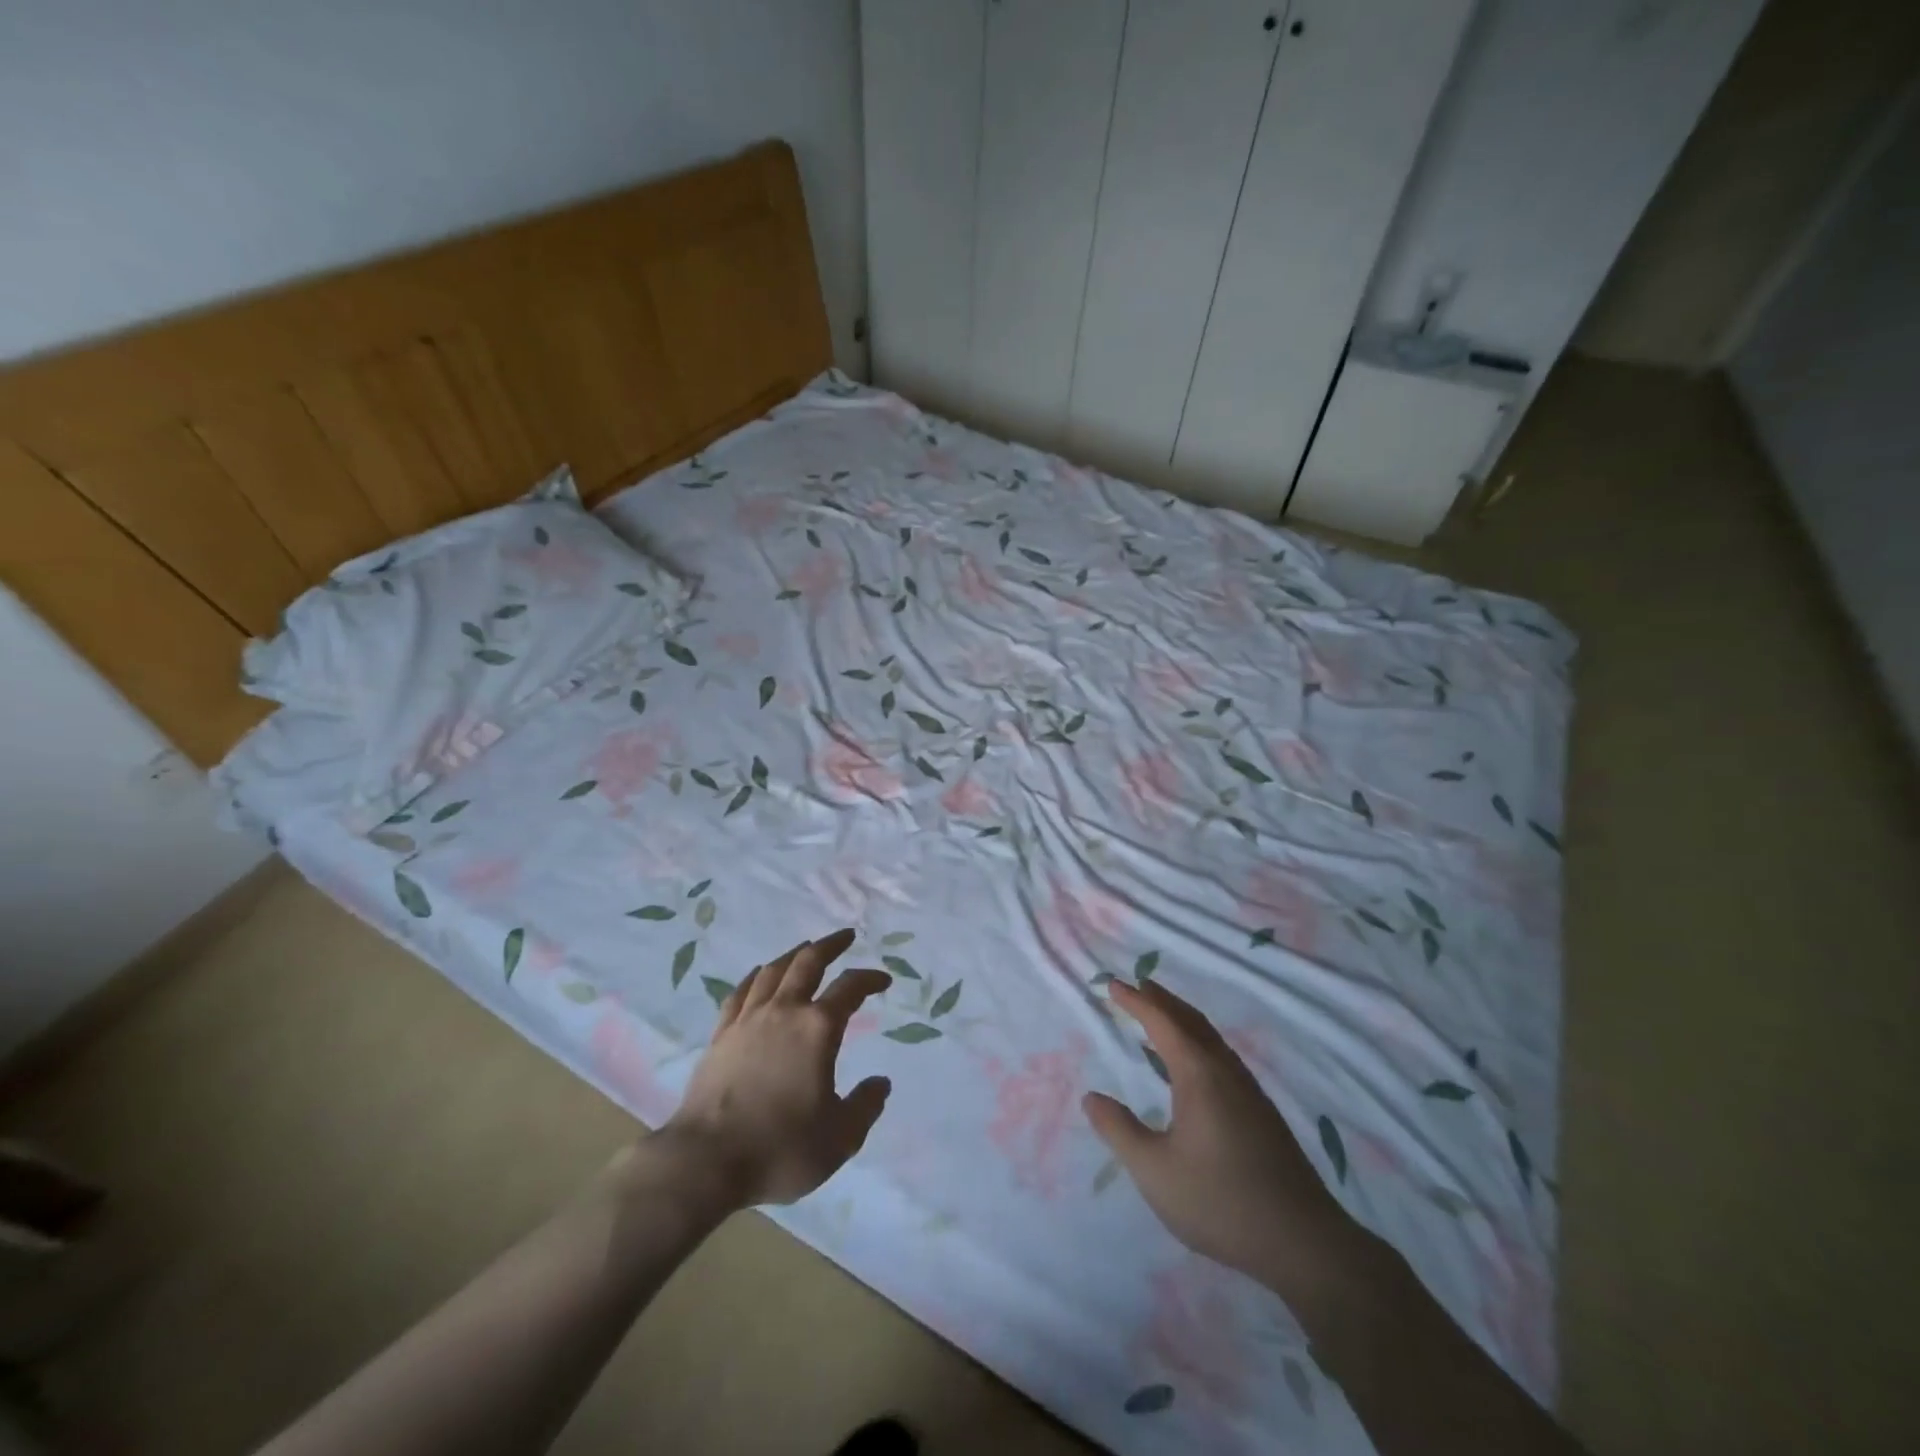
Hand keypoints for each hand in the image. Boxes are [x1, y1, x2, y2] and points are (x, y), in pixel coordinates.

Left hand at [663, 930, 892, 1208]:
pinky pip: (741, 992)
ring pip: (773, 971)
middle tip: (845, 937)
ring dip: (794, 955)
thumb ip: (866, 1107)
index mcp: (818, 1029)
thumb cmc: (780, 1148)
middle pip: (808, 963)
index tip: (883, 980)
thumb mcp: (839, 1138)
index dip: (870, 979)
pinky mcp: (721, 1035)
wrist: (705, 1161)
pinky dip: (756, 977)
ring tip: (805, 949)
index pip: (850, 988)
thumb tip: (881, 1083)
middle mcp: (784, 1012)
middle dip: (830, 945)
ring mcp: (748, 1020)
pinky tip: (759, 975)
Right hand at [1083, 978, 1365, 1310]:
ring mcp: (1250, 1091)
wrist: (1302, 1242)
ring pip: (1211, 1038)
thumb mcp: (1154, 1170)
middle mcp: (1226, 1072)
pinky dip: (1200, 1042)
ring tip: (1162, 1017)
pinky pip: (1223, 1057)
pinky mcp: (1262, 1113)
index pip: (1162, 1022)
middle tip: (1137, 986)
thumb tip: (1092, 1098)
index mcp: (1199, 1075)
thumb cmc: (1219, 1201)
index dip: (1136, 1001)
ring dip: (1183, 1019)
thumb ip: (1119, 1131)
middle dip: (1162, 1000)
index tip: (1112, 984)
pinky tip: (1197, 1065)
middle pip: (1191, 1021)